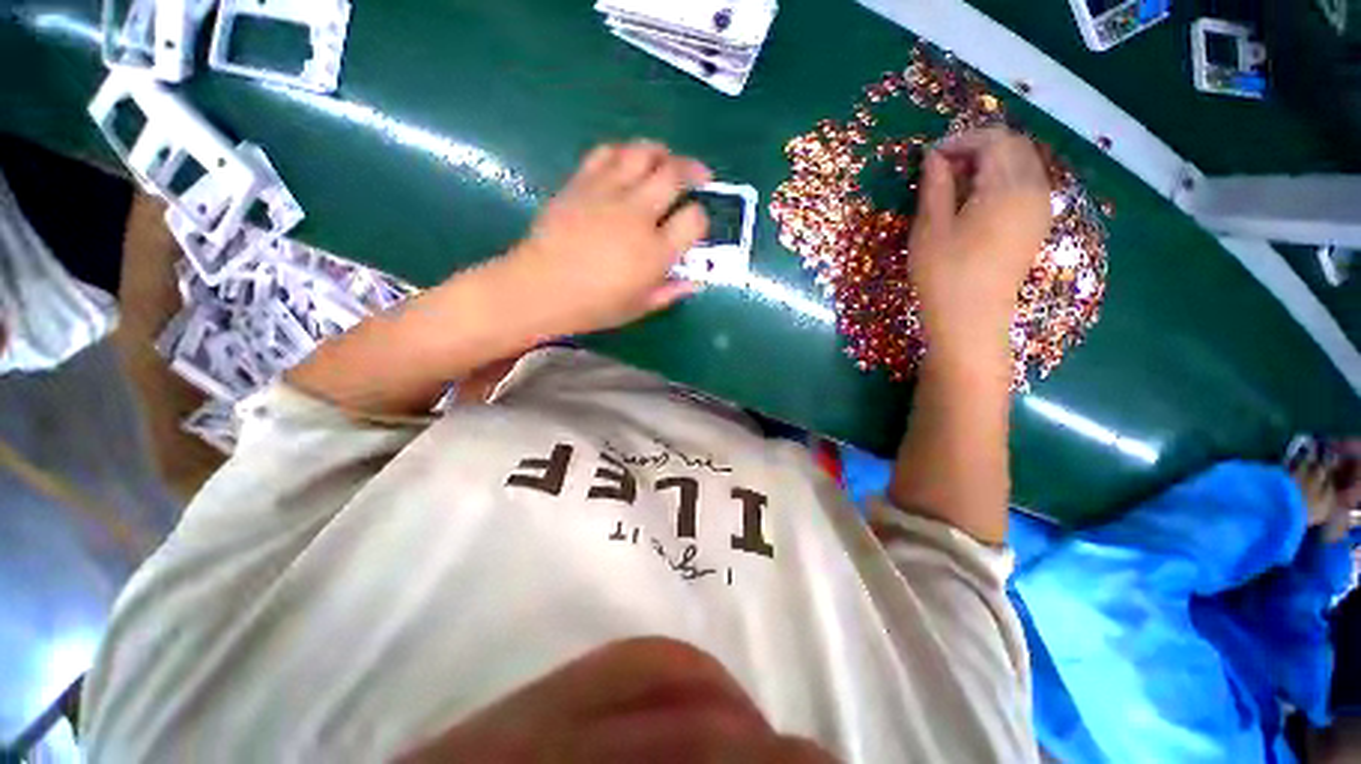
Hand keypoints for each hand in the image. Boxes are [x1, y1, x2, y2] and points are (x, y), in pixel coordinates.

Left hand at [498, 141, 711, 336]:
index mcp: (654, 252)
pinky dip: (624, 152)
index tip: (695, 226)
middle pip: (674, 175)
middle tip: (699, 177)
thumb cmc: (594, 306)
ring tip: (666, 162)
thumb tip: (696, 281)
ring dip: (661, 153)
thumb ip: (671, 291)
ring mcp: (607, 194)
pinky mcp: (581, 183)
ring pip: (642, 153)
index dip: (701, 219)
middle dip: (694, 171)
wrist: (540, 289)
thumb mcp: (640, 307)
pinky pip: (607, 152)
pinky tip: (627, 163)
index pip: (694, 219)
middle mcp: (636, 215)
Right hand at [908, 128, 1051, 363]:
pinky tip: (976, 201)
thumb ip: (936, 185)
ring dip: (991, 163)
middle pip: (1014, 147)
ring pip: (1023, 165)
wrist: (971, 321)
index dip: (960, 140)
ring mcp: (1041, 209)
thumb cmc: (944, 275)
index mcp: (1008, 187)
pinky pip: (1026, 185)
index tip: (930, 157)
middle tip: (942, 168)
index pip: (993, 140)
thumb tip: (935, 157)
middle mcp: (1035, 190)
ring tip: (956, 184)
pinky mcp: (1037, 226)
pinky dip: (1002, 180)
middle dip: (978, 147)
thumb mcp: (930, 228)